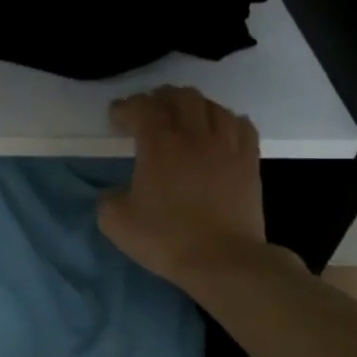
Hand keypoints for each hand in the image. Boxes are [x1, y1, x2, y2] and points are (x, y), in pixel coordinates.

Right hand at [98, 86, 264, 286]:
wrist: (223, 260)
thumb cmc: (166, 239)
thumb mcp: (116, 222)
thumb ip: (108, 198)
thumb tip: (116, 191)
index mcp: (159, 144)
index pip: (141, 107)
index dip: (125, 107)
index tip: (116, 118)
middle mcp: (194, 135)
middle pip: (180, 96)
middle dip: (160, 98)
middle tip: (148, 113)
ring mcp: (227, 145)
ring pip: (212, 105)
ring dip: (193, 106)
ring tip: (183, 119)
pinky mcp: (249, 160)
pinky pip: (241, 124)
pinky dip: (226, 121)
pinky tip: (218, 132)